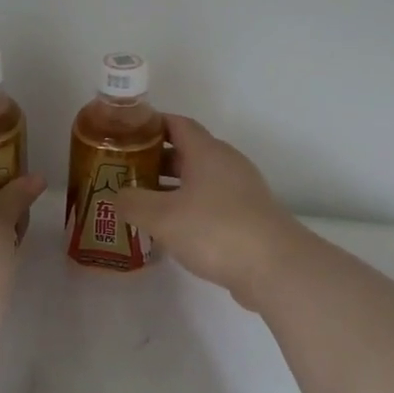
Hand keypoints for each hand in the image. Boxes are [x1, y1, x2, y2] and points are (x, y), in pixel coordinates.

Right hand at [104, 116, 303, 310]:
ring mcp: (241, 192)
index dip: (150, 124)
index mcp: (207, 152)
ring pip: (198, 181)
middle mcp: (226, 165)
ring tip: (140, 203)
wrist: (275, 268)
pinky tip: (170, 230)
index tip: (123, 134)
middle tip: (123, 172)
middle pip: (186, 152)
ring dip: (169, 188)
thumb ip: (132, 202)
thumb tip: (118, 195)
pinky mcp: (247, 218)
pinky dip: (187, 209)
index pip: (177, 124)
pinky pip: (210, 204)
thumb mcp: (161, 216)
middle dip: (154, 160)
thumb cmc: (215, 230)